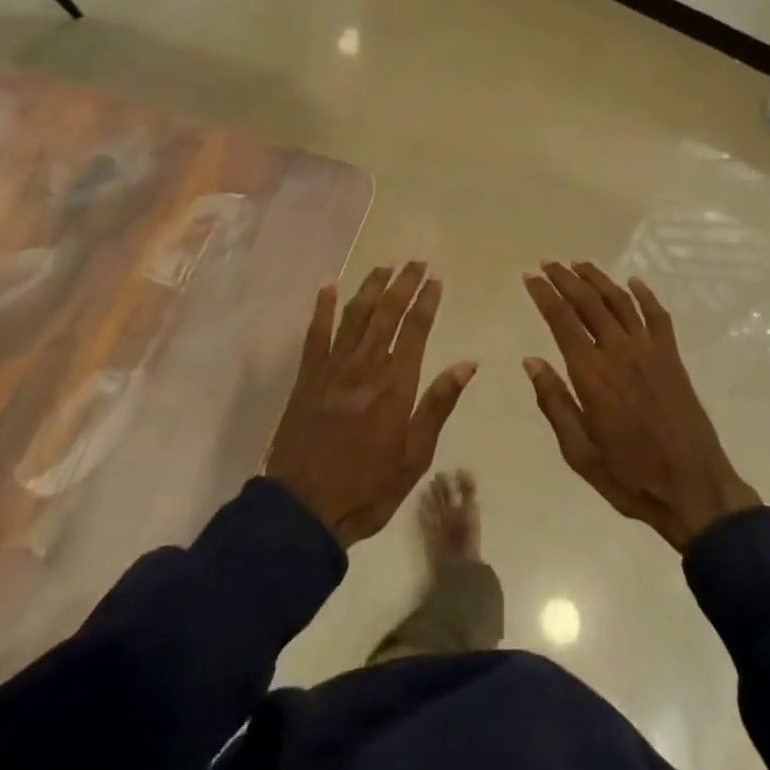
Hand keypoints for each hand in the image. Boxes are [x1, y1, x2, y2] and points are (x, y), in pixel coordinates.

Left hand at [265, 262, 475, 546]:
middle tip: (416, 259)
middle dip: (403, 283)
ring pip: (355, 315)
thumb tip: (467, 363)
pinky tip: (329, 285)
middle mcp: (364, 366)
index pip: (415, 330)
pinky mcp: (307, 377)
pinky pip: (316, 333)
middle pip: (387, 313)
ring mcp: (332, 369)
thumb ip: (438, 405)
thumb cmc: (368, 487)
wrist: (302, 509)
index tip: (436, 278)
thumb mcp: (414, 456)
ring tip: (385, 266)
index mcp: (395, 385)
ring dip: (371, 286)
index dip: (426, 301)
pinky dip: (323, 307)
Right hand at [523, 262, 759, 551]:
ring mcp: (650, 351)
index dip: (544, 294)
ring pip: (620, 301)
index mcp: (591, 375)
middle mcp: (619, 352)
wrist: (694, 489)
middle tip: (548, 264)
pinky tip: (633, 282)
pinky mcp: (673, 357)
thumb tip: (532, 361)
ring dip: (598, 279)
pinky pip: (658, 315)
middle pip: (588, 302)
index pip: (562, 320)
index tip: (530, 277)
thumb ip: (554, 402)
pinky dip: (644, 294)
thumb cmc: (630, 477)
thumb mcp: (579, 451)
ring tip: (579, 264)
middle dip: (565, 278)